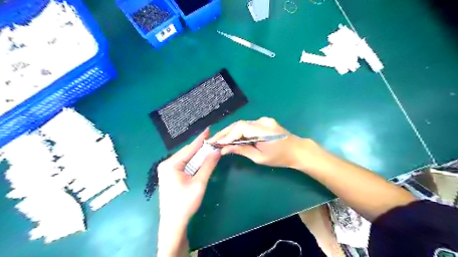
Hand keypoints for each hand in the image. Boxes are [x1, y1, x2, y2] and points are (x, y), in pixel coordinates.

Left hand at [158, 128, 221, 226]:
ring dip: (197, 154)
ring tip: (209, 147)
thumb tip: (216, 151)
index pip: (189, 148)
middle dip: (200, 147)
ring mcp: (166, 170)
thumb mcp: (199, 183)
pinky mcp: (169, 175)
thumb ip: (208, 165)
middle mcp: (166, 164)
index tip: (209, 129)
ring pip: (186, 158)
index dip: (201, 139)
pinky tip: (200, 159)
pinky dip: (193, 161)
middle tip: (212, 140)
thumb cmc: (185, 203)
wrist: (173, 223)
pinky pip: (183, 164)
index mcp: (171, 164)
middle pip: (187, 152)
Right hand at [209, 117, 309, 169]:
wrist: (298, 150)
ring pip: (242, 124)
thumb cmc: (280, 157)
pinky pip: (248, 125)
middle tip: (213, 140)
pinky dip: (238, 131)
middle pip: (239, 124)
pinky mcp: (264, 122)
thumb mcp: (260, 157)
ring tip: (219, 139)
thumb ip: (242, 150)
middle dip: (225, 132)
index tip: (216, 143)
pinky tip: (232, 137)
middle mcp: (262, 121)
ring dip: (231, 132)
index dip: (227, 135)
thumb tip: (224, 149)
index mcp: (263, 130)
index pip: (240, 128)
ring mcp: (264, 120)